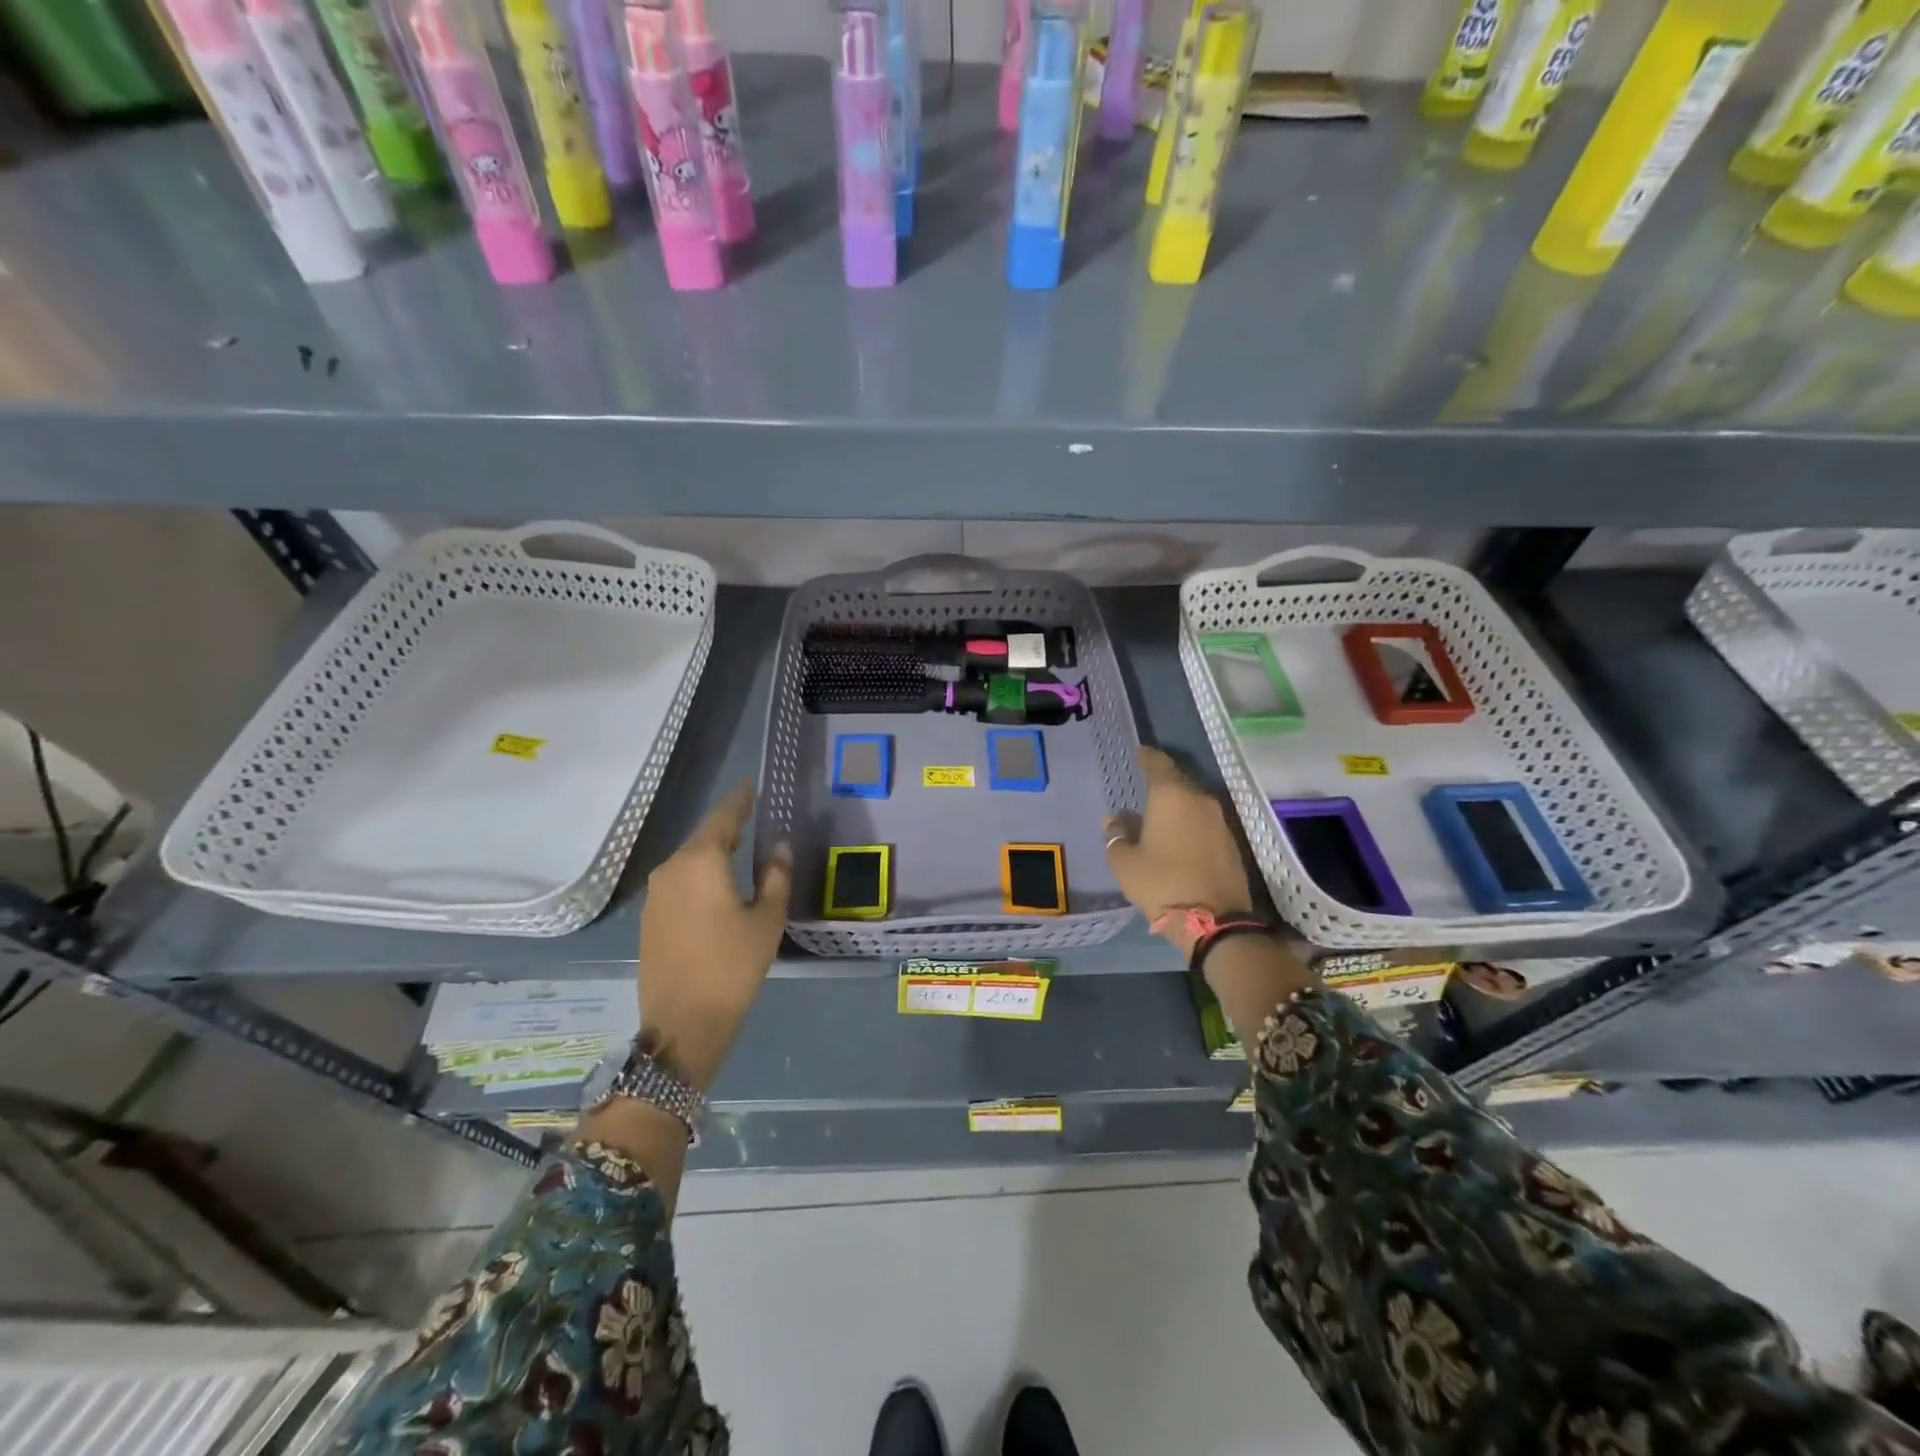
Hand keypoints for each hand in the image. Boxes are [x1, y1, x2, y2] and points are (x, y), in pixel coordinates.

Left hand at [637, 785, 791, 1090]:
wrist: (682, 1024)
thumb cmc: (732, 966)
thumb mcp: (767, 920)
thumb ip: (776, 877)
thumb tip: (779, 848)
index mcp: (701, 861)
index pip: (723, 816)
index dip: (740, 800)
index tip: (754, 786)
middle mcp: (671, 869)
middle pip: (704, 837)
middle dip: (729, 827)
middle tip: (755, 819)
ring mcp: (655, 895)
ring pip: (690, 861)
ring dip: (714, 854)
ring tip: (741, 852)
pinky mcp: (650, 918)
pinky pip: (680, 883)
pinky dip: (701, 877)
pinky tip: (718, 888)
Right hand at [1103, 747, 1254, 958]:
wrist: (1215, 922)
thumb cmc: (1162, 883)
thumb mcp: (1125, 862)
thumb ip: (1117, 835)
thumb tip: (1115, 820)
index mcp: (1171, 796)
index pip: (1158, 764)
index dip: (1147, 757)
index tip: (1139, 753)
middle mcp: (1199, 800)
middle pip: (1179, 781)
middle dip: (1162, 782)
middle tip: (1144, 786)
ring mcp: (1220, 821)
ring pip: (1194, 802)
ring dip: (1177, 805)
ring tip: (1159, 814)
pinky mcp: (1231, 842)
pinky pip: (1204, 822)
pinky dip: (1190, 823)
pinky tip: (1178, 836)